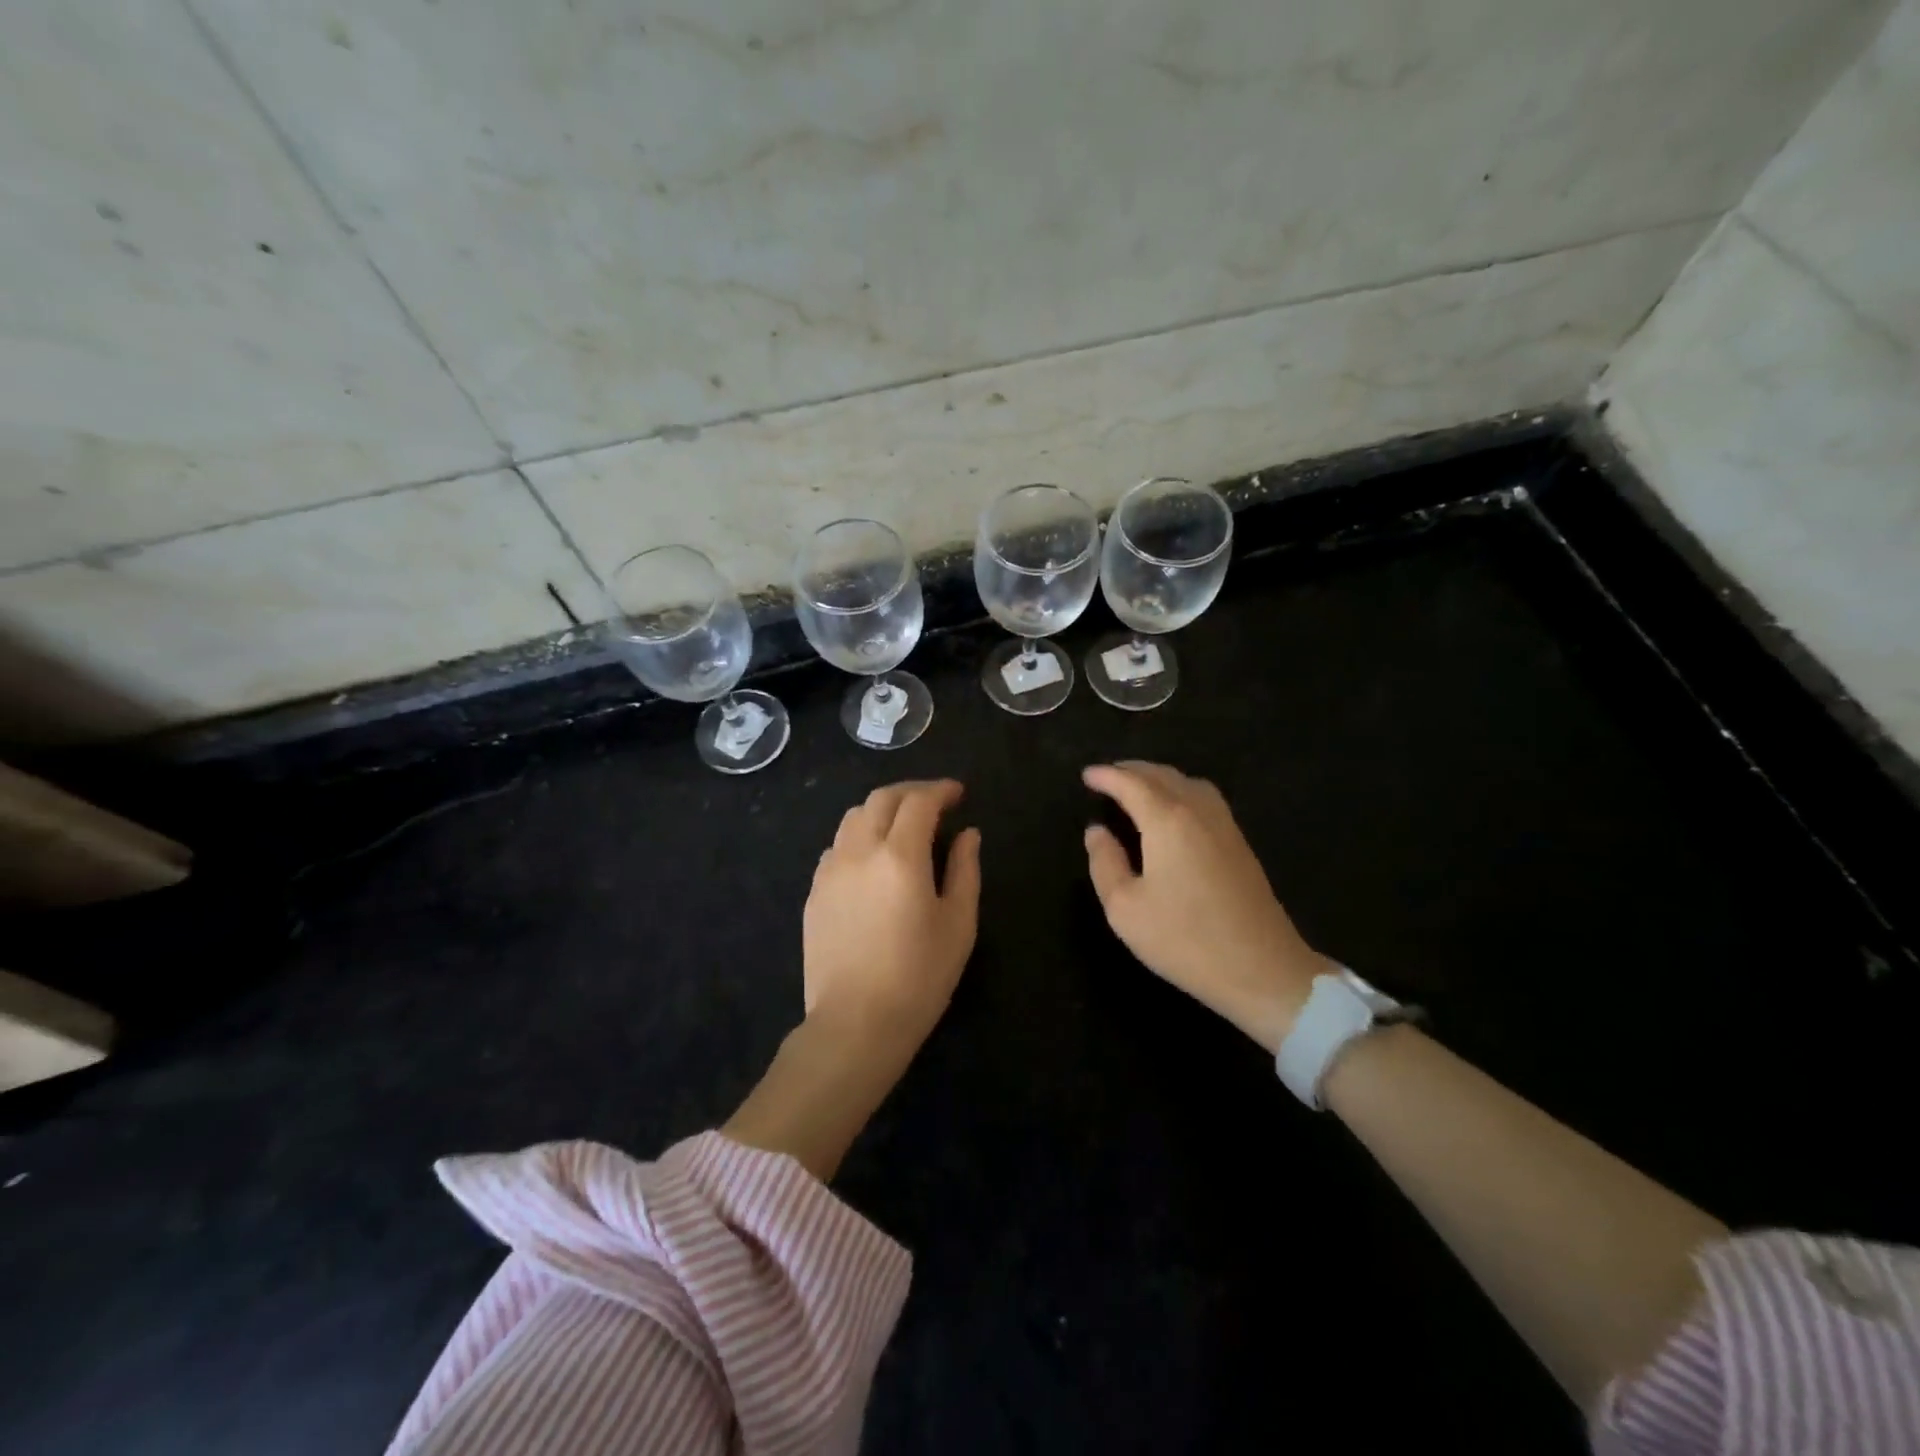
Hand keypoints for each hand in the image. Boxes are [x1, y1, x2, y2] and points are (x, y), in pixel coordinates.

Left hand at [804, 779, 982, 1046]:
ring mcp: (830, 870)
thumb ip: (964, 870)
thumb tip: (968, 833)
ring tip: (902, 826)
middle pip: (881, 799)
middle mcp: (859, 851)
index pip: (919, 801)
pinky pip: (836, 846)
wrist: (855, 1024)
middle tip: (935, 802)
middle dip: (911, 792)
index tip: (958, 794)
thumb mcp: (958, 924)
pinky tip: (872, 859)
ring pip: (853, 817)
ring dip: (881, 810)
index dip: (941, 790)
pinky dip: (858, 837)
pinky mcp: (814, 892)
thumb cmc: (919, 977)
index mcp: (900, 856)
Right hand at [1083, 761, 1333, 1051]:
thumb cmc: (1185, 940)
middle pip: (1162, 775)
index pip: (1131, 784)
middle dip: (1131, 771)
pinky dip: (1180, 790)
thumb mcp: (1125, 909)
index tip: (1086, 775)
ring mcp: (1225, 825)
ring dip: (1158, 777)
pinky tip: (1173, 810)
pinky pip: (1204, 798)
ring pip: (1187, 782)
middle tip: (1107, 777)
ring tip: (1137, 787)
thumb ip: (1105, 863)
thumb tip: (1097, 832)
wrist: (1262, 969)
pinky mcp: (1239, 843)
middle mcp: (1198, 812)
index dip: (1106, 777)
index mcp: (1168, 821)